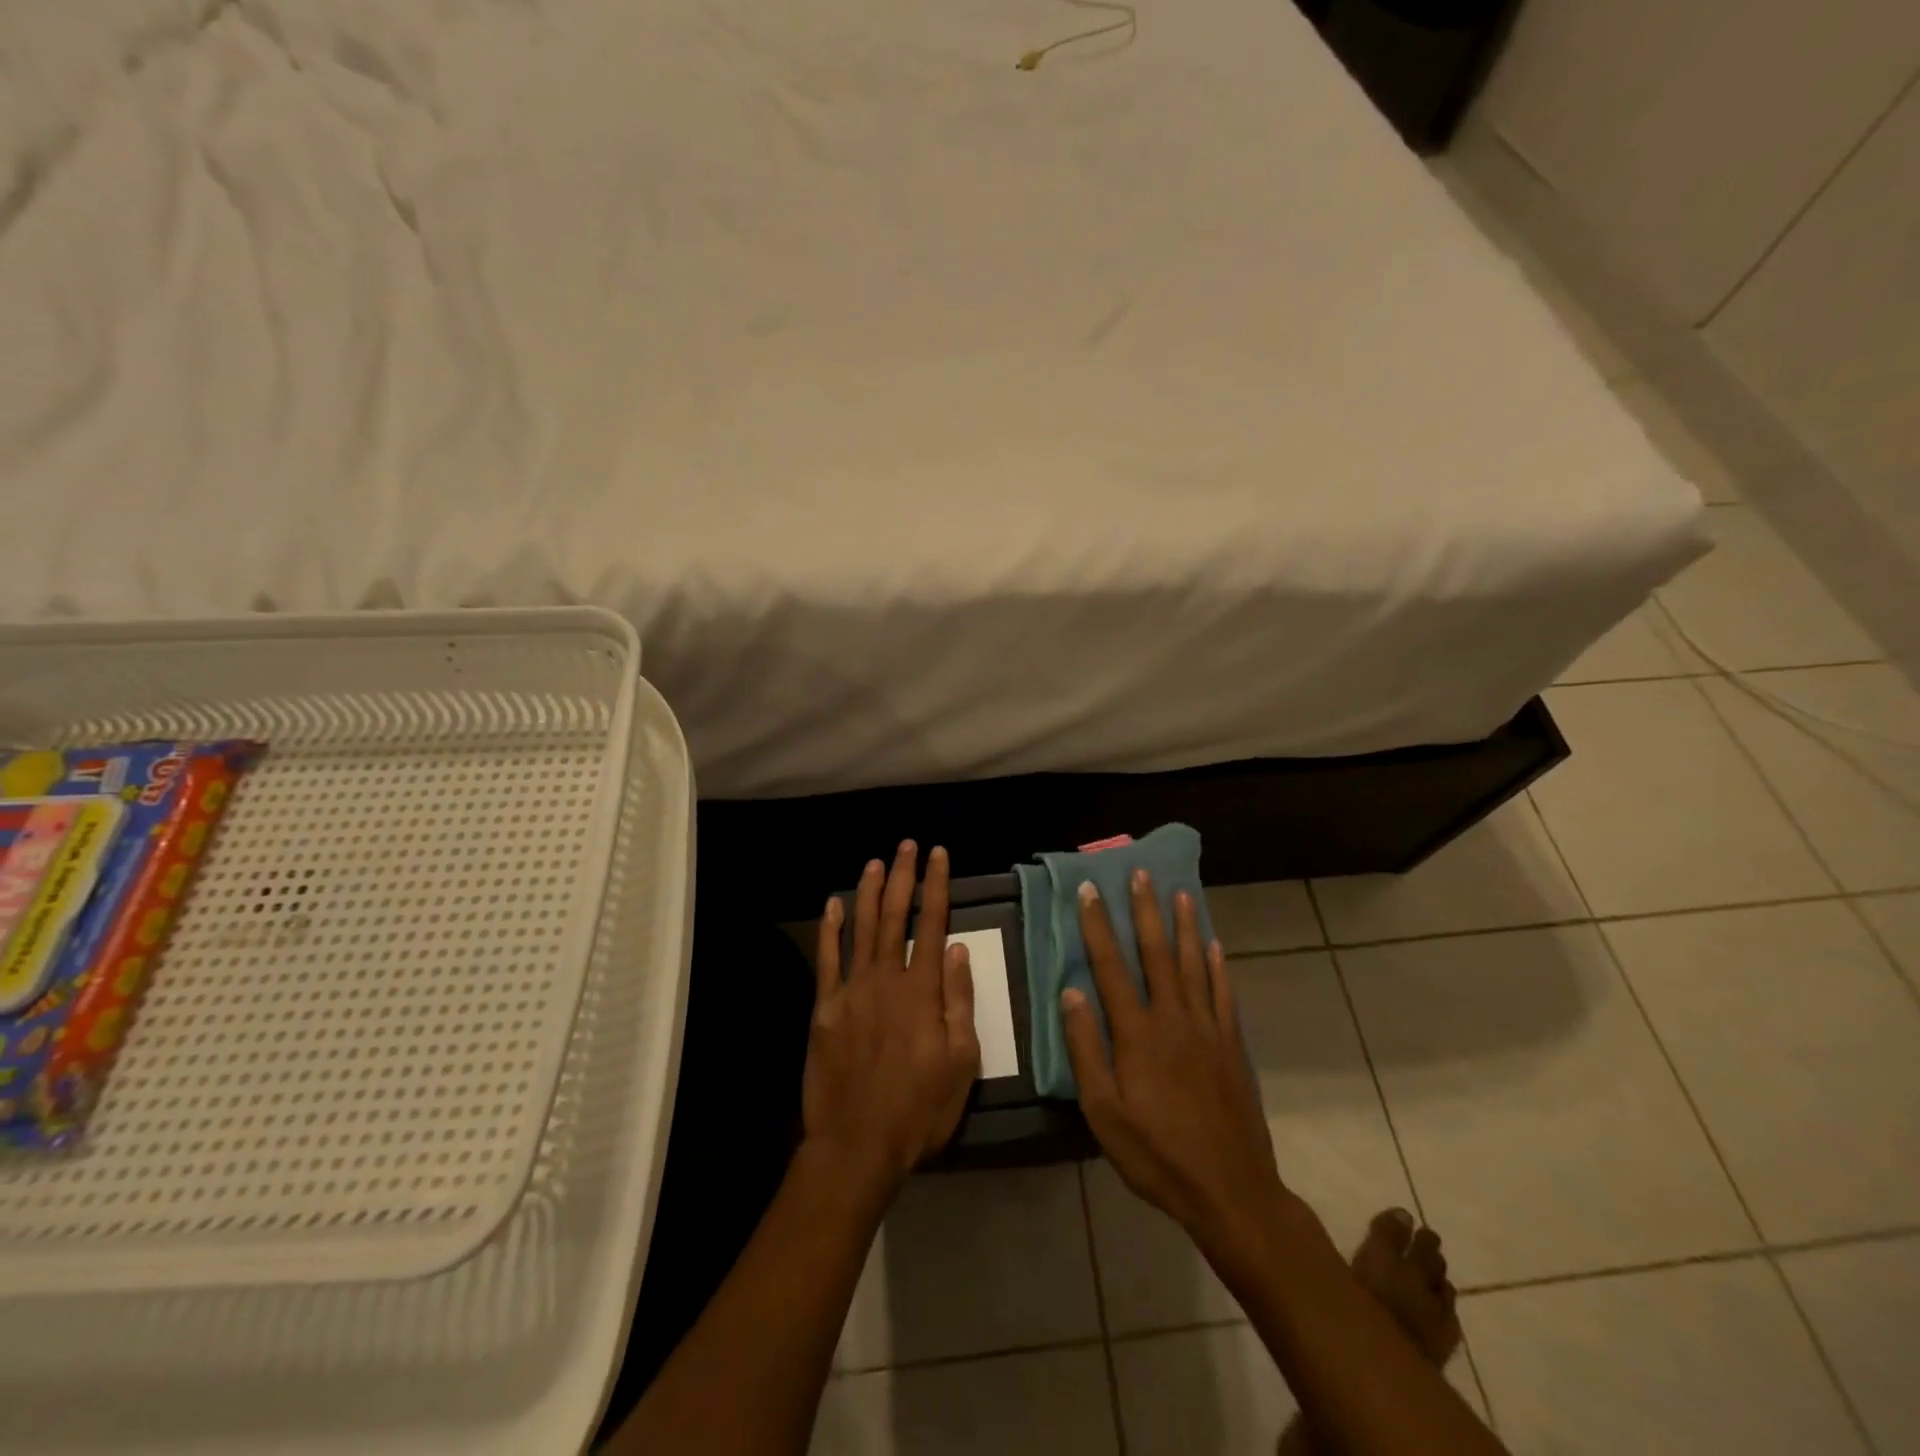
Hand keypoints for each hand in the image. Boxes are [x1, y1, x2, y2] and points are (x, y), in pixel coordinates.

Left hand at [804, 842, 980, 1206]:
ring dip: (868, 892)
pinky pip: (827, 959)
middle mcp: (886, 978)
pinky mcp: (824, 1008)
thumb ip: (959, 1001)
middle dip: (902, 877)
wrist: (857, 1144)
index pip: (932, 924)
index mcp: (922, 990)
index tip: (939, 855)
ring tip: (875, 862)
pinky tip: (832, 904)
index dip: (936, 885)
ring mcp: (851, 991)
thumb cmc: (919, 1108)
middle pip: (894, 916)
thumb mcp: (961, 1062)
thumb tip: (959, 950)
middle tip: (906, 845)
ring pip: (860, 928)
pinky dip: (829, 928)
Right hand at [1061, 870, 1288, 1273]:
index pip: (1111, 967)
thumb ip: (1086, 1050)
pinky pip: (1224, 995)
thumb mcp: (1104, 1113)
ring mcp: (1207, 1030)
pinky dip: (1219, 966)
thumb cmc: (1156, 1155)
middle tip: (1140, 874)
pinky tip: (1215, 945)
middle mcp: (1173, 1019)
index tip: (1090, 891)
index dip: (1098, 926)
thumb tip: (1071, 993)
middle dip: (1145, 911)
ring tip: (1180, 893)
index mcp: (1137, 1034)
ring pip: (1194, 965)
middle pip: (1156, 954)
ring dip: (1184, 927)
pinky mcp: (1231, 1046)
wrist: (1230, 1191)